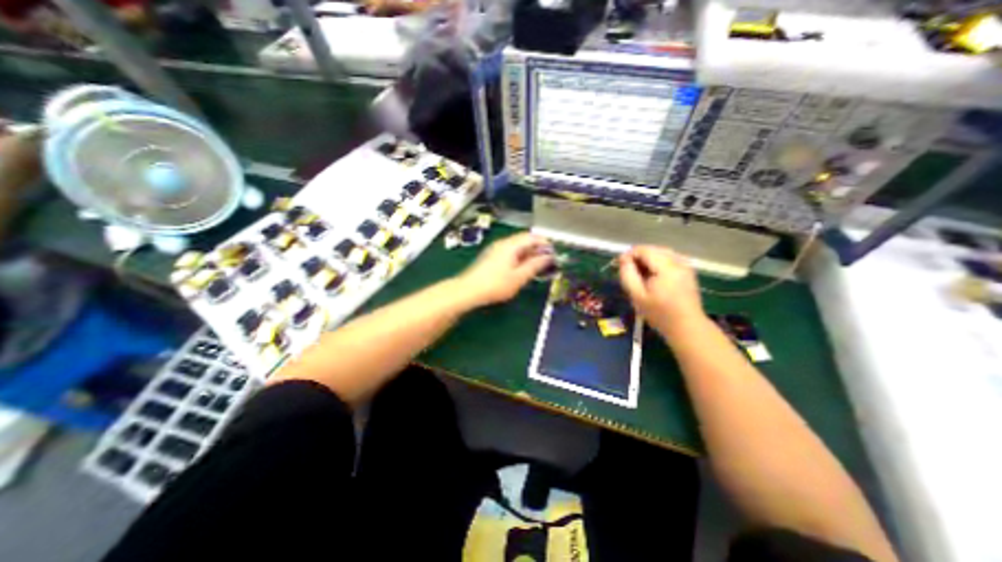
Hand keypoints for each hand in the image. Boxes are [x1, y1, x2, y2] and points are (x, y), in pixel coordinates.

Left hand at [457, 231, 555, 306]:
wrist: (468, 291)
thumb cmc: (495, 285)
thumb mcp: (519, 277)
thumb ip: (535, 266)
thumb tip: (548, 257)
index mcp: (511, 245)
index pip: (532, 237)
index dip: (545, 243)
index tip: (554, 254)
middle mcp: (503, 243)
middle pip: (524, 240)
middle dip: (537, 249)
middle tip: (547, 262)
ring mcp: (495, 249)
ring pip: (517, 247)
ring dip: (528, 254)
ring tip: (537, 267)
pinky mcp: (491, 257)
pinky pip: (510, 252)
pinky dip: (519, 258)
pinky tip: (521, 269)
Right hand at [619, 245, 701, 337]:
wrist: (686, 327)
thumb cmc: (659, 313)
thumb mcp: (637, 295)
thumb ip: (627, 274)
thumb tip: (623, 259)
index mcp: (666, 267)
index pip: (644, 250)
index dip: (629, 255)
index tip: (619, 266)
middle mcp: (678, 262)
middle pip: (653, 249)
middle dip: (638, 257)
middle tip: (628, 271)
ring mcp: (685, 265)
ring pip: (661, 253)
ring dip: (647, 259)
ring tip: (639, 273)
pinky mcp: (688, 271)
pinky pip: (669, 258)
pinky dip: (658, 262)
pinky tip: (653, 275)